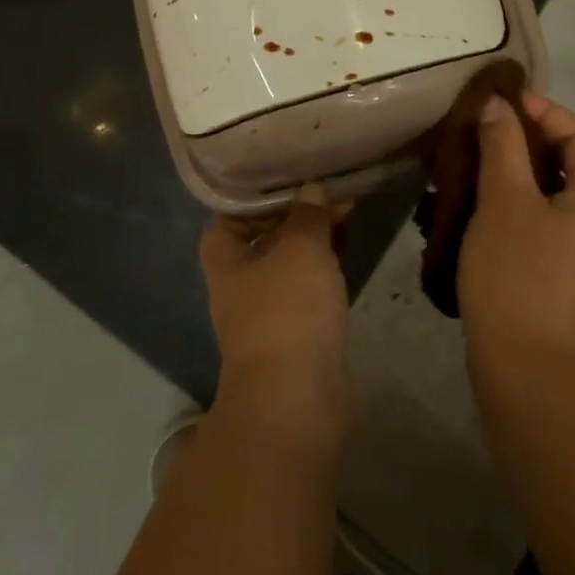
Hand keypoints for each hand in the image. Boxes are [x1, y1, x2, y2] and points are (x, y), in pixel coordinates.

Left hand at [199, 185, 351, 438]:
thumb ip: (308, 214)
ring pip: (290, 262)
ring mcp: (269, 311)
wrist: (297, 398)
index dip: (259, 195)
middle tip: (332, 192)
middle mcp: (241, 283)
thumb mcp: (301, 247)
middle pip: (265, 236)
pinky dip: (325, 268)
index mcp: (227, 260)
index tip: (292, 176)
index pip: (231, 215)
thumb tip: (311, 190)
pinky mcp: (297, 333)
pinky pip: (309, 288)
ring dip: (315, 240)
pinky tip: (347, 253)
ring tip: (347, 214)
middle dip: (297, 214)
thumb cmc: (288, 310)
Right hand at [457, 92, 574, 369]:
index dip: (543, 111)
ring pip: (552, 189)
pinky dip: (515, 199)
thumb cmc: (517, 273)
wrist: (522, 369)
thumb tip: (497, 104)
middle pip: (569, 160)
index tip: (500, 102)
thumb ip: (502, 144)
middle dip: (526, 139)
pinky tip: (479, 199)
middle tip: (484, 128)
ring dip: (515, 169)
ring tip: (476, 159)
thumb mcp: (505, 200)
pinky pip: (543, 216)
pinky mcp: (563, 268)